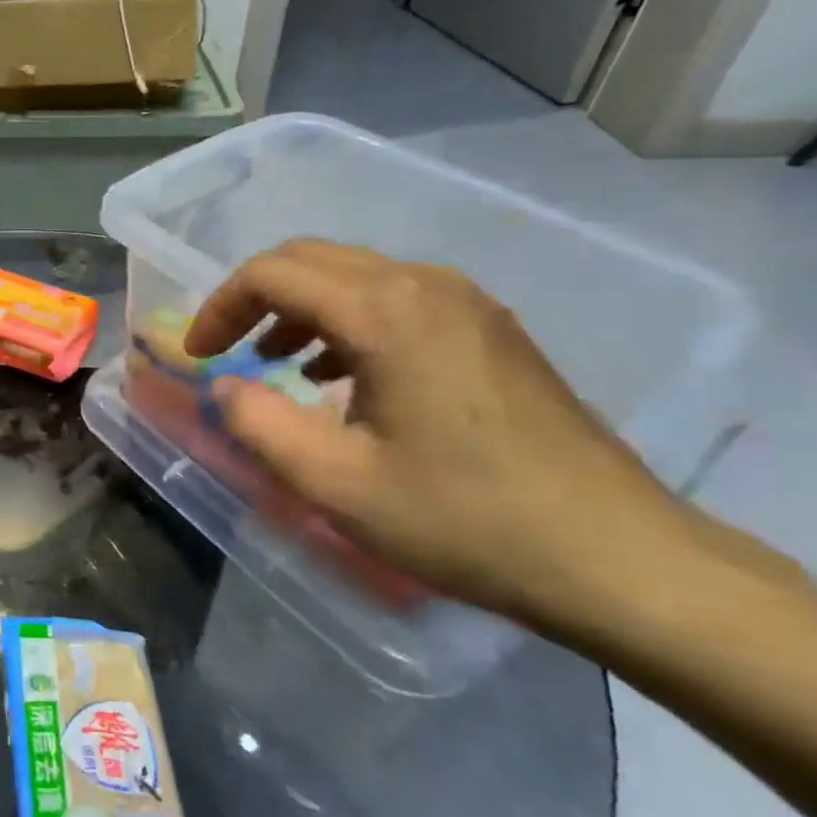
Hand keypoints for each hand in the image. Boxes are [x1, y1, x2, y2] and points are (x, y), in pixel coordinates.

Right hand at [185, 240, 687, 621]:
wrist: (616, 556)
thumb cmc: (464, 519)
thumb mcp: (335, 483)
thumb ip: (258, 424)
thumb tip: (223, 387)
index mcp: (385, 312)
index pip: (273, 273)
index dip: (221, 307)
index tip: (200, 355)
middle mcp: (425, 286)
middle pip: (312, 259)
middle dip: (254, 299)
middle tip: (227, 352)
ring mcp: (467, 303)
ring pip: (355, 275)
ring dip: (300, 309)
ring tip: (278, 365)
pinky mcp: (491, 329)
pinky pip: (396, 299)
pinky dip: (347, 321)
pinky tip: (344, 379)